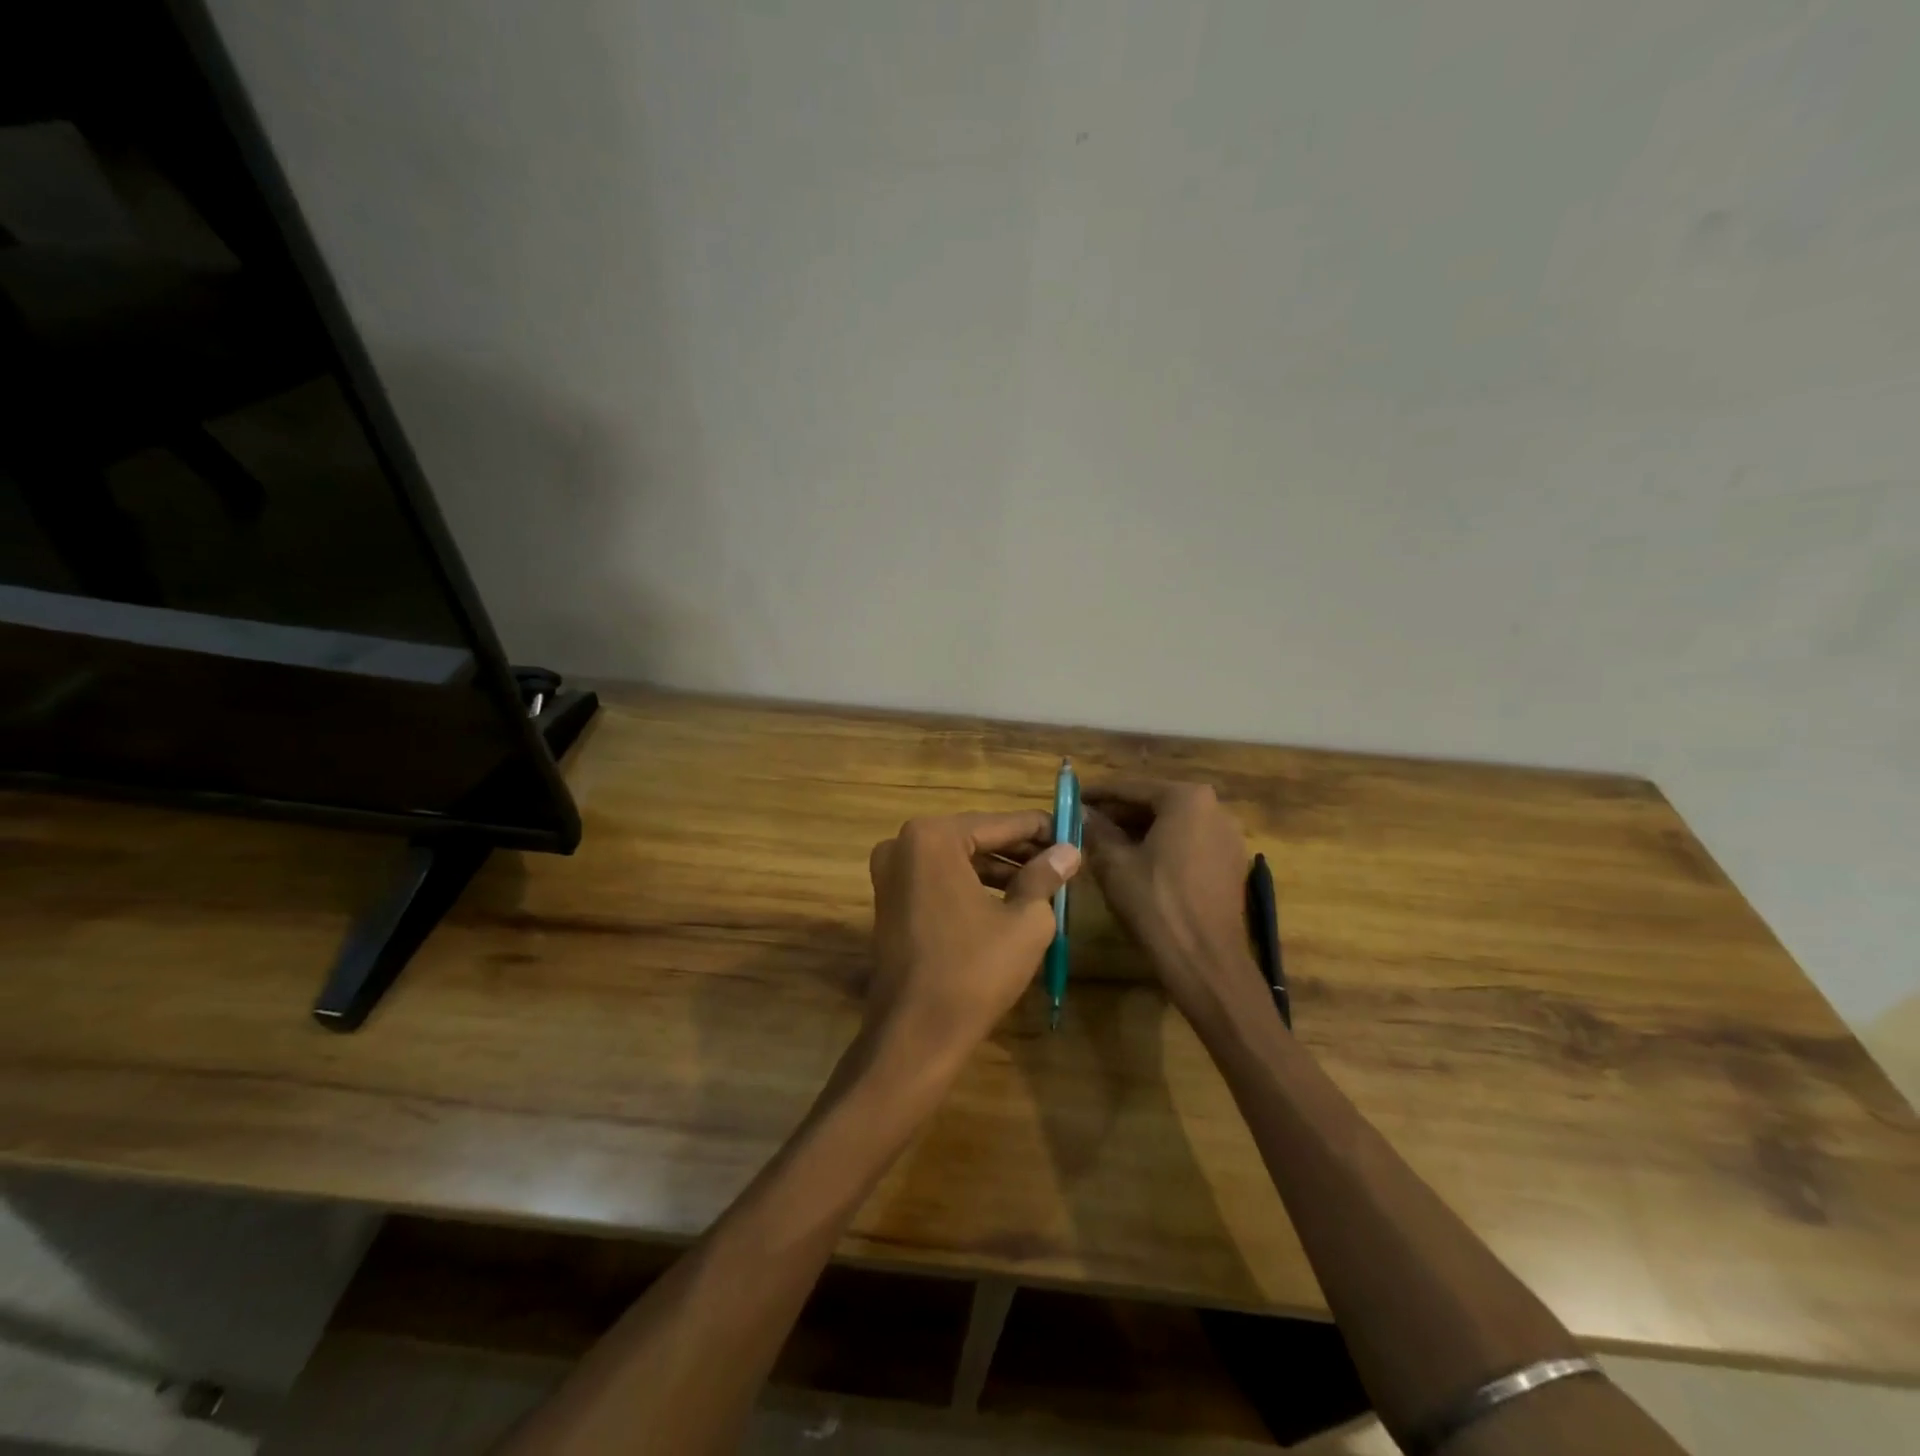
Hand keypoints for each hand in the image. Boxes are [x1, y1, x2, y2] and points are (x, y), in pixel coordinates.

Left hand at [865, 811, 1080, 1067]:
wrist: (915, 1034)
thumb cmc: (974, 971)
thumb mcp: (1025, 921)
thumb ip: (1045, 876)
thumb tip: (1068, 851)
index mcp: (932, 837)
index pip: (1000, 823)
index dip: (1040, 829)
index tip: (1072, 832)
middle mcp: (903, 844)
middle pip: (976, 838)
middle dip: (1019, 850)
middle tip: (1061, 859)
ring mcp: (890, 874)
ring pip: (957, 860)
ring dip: (998, 869)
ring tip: (1042, 882)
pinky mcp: (888, 902)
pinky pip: (938, 881)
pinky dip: (972, 886)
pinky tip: (1007, 901)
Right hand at [1081, 781, 1263, 1029]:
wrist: (1205, 959)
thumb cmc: (1155, 903)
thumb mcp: (1114, 864)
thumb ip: (1096, 831)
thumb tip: (1083, 814)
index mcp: (1187, 799)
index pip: (1132, 788)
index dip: (1099, 794)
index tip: (1074, 797)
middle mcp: (1215, 808)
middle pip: (1157, 803)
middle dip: (1121, 813)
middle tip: (1087, 822)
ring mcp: (1228, 837)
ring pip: (1174, 824)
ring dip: (1141, 830)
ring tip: (1107, 843)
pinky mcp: (1232, 864)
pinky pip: (1190, 844)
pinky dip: (1163, 847)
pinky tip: (1138, 862)